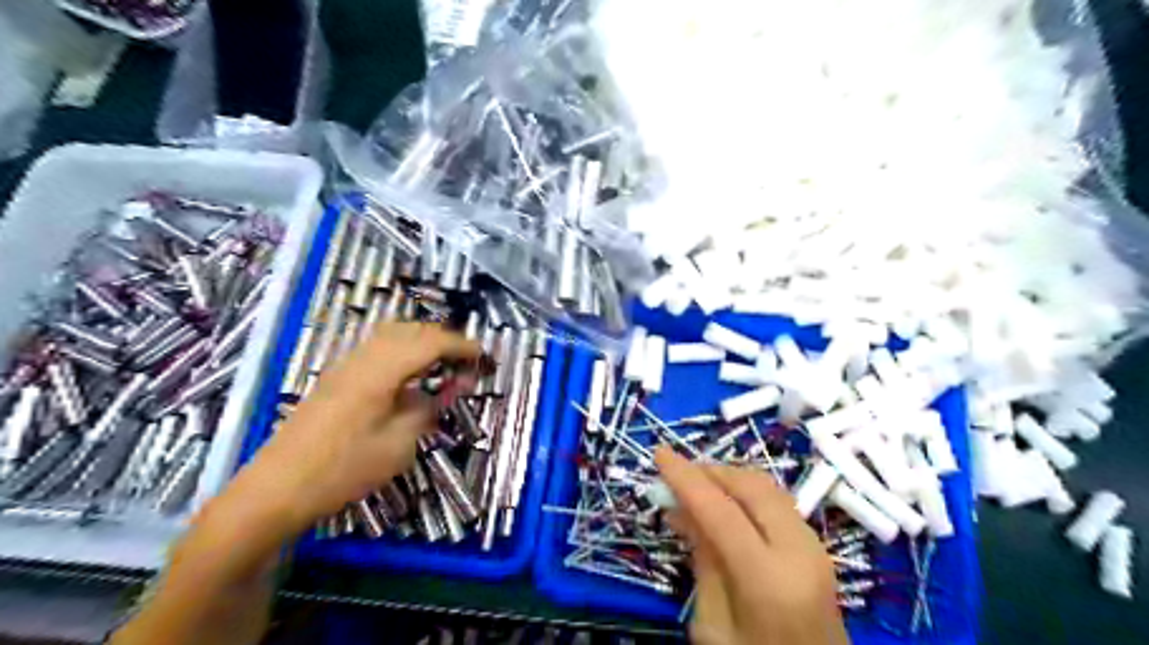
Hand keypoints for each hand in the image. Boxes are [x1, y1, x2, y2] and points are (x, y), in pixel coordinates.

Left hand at [242, 322, 480, 529]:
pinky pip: (377, 350)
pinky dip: (403, 352)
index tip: (484, 357)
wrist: (276, 489)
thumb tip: (452, 388)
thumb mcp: (398, 445)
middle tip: (466, 360)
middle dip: (443, 339)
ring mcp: (345, 366)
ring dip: (421, 342)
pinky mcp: (335, 379)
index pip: (431, 342)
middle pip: (410, 330)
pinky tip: (410, 377)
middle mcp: (362, 358)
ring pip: (391, 336)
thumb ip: (428, 409)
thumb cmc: (343, 470)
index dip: (461, 346)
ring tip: (443, 365)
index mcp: (381, 371)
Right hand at [656, 447, 851, 643]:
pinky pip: (777, 502)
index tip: (659, 453)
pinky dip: (746, 493)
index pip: (720, 510)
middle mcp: (799, 551)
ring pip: (767, 488)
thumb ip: (703, 561)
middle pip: (750, 486)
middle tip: (677, 473)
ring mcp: (815, 546)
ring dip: (729, 478)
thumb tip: (682, 509)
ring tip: (696, 485)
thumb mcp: (712, 625)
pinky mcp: (818, 546)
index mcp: (769, 579)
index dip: (686, 478)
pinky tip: (724, 503)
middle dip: (710, 471)